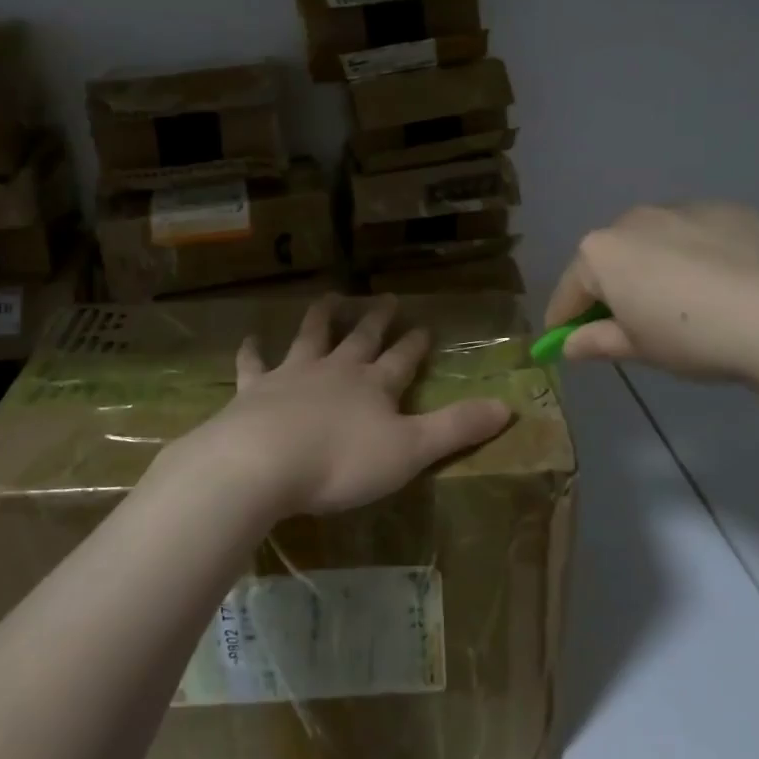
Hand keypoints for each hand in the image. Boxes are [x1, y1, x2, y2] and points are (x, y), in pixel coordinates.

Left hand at [160, 295, 513, 517]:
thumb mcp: (411, 450)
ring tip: (330, 297)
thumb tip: (508, 406)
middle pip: (360, 338)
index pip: (402, 359)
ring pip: (311, 337)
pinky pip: (254, 365)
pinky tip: (250, 339)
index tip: (424, 326)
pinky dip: (252, 352)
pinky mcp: (255, 389)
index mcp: (374, 385)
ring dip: (321, 317)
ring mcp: (293, 375)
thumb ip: (457, 428)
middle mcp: (336, 370)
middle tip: (386, 297)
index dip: (415, 344)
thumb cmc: (342, 461)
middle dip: (376, 320)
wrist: (264, 461)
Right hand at [545, 202, 758, 388]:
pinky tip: (718, 284)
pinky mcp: (727, 210)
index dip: (563, 318)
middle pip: (610, 258)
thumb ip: (597, 341)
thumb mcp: (638, 348)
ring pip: (653, 241)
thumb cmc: (692, 336)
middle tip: (625, 324)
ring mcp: (683, 209)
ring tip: (678, 302)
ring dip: (652, 266)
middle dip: (610, 287)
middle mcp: (634, 219)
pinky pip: (695, 235)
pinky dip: (694, 255)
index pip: (570, 290)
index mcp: (601, 252)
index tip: (562, 339)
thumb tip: (570, 346)